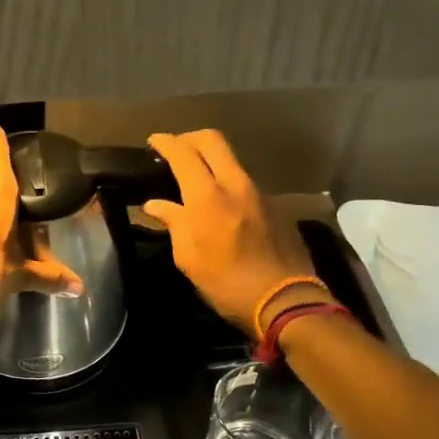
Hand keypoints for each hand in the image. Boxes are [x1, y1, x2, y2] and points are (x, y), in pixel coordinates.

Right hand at [143, 130, 323, 334]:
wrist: (285, 300)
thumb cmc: (226, 283)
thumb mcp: (188, 257)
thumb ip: (173, 223)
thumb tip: (155, 205)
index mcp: (207, 195)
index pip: (183, 152)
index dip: (165, 142)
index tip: (153, 142)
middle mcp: (235, 183)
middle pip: (212, 140)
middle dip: (190, 138)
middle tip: (175, 150)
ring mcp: (259, 192)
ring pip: (231, 160)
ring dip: (211, 160)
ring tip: (195, 179)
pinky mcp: (275, 205)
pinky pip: (245, 182)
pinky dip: (227, 182)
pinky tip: (221, 204)